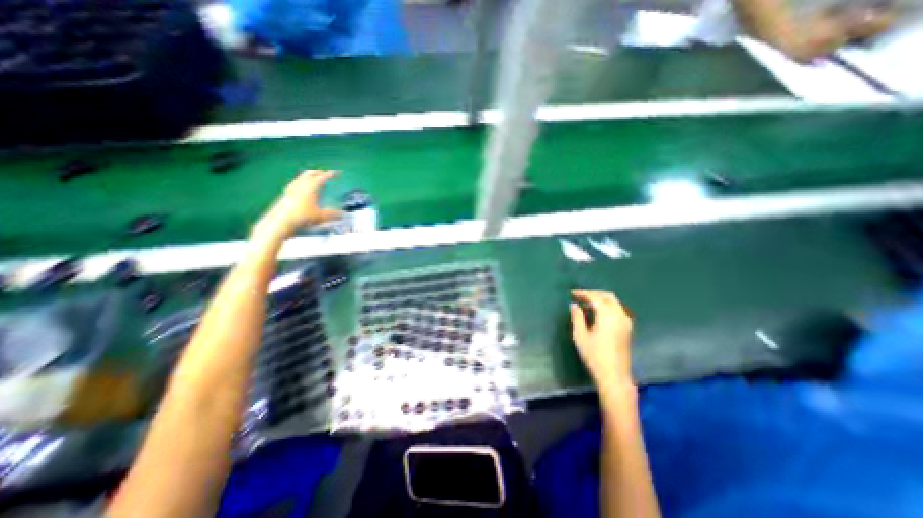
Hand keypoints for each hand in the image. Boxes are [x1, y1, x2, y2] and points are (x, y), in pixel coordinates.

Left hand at [257, 170, 344, 236]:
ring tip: (314, 180)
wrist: (281, 220)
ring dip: (309, 176)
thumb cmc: (302, 216)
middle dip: (319, 172)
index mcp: (311, 187)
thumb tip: (342, 214)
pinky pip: (296, 183)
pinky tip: (302, 188)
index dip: (331, 174)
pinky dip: (302, 182)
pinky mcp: (286, 193)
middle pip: (310, 173)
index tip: (337, 173)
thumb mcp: (321, 216)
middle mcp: (301, 184)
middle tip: (325, 174)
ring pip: (302, 177)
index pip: (323, 177)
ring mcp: (292, 188)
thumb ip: (333, 214)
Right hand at [570, 291, 634, 392]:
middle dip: (593, 293)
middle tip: (580, 296)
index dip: (583, 293)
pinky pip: (618, 309)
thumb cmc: (594, 356)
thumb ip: (577, 318)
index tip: (572, 293)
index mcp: (607, 316)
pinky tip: (598, 312)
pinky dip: (607, 305)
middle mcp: (619, 315)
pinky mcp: (627, 328)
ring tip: (587, 303)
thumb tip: (574, 305)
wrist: (615, 376)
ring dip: (601, 298)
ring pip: (614, 302)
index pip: (595, 297)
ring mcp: (626, 322)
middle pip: (608, 296)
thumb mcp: (580, 336)